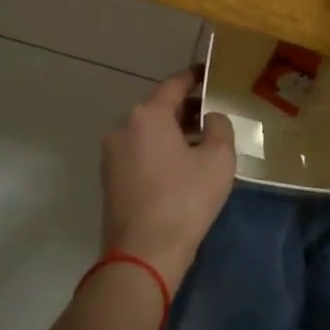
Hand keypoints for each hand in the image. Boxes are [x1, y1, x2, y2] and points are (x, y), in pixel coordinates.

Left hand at [99, 70, 236, 292]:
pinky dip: (160, 150)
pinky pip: (140, 151)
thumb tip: (210, 118)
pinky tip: (182, 167)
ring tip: (203, 142)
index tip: (211, 73)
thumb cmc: (184, 200)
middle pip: (160, 108)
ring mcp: (112, 154)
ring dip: (174, 132)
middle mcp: (123, 127)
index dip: (195, 77)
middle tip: (215, 114)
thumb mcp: (218, 160)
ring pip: (148, 131)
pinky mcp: (109, 178)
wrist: (142, 255)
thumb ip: (219, 127)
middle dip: (187, 109)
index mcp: (147, 115)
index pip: (175, 84)